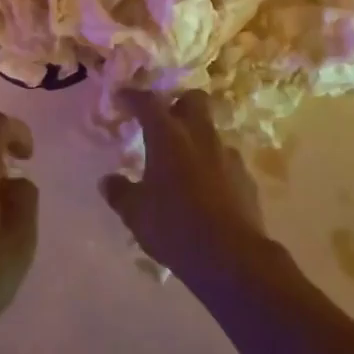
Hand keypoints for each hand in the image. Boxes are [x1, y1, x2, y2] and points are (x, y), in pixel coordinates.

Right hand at [101, 90, 270, 290]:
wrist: (232, 257)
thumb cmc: (175, 227)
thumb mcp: (135, 213)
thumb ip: (120, 192)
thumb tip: (108, 181)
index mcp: (168, 137)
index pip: (148, 102)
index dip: (133, 96)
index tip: (122, 97)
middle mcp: (200, 136)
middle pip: (193, 100)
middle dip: (177, 103)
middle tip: (162, 120)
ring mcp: (227, 155)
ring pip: (210, 131)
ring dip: (195, 138)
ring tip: (182, 162)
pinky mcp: (246, 177)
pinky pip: (224, 160)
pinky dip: (212, 165)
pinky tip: (204, 188)